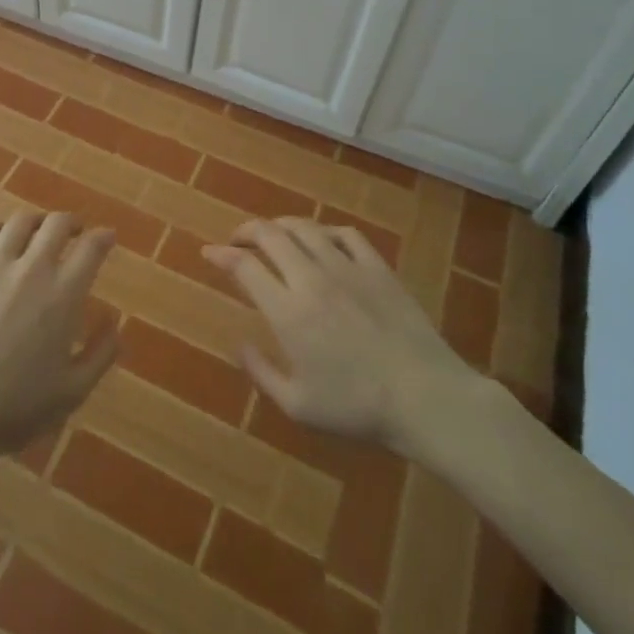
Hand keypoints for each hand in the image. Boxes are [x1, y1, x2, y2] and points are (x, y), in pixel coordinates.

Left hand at [0, 211, 120, 454]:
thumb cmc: (18, 408)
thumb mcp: (74, 391)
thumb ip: (102, 353)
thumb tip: (116, 320)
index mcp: (63, 295)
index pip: (91, 248)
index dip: (103, 237)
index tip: (106, 237)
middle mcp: (31, 269)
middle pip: (56, 224)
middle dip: (71, 223)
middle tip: (73, 232)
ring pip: (19, 223)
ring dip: (35, 223)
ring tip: (37, 231)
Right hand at [203, 217, 480, 454]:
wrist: (425, 396)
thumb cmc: (357, 408)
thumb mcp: (298, 405)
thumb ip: (262, 372)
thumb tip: (239, 344)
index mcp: (288, 311)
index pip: (244, 266)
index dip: (221, 255)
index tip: (209, 253)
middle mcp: (311, 278)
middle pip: (270, 234)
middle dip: (246, 231)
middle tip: (237, 241)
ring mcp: (347, 267)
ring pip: (304, 228)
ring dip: (280, 225)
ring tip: (273, 235)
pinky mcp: (377, 267)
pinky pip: (345, 234)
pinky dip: (325, 231)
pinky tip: (322, 241)